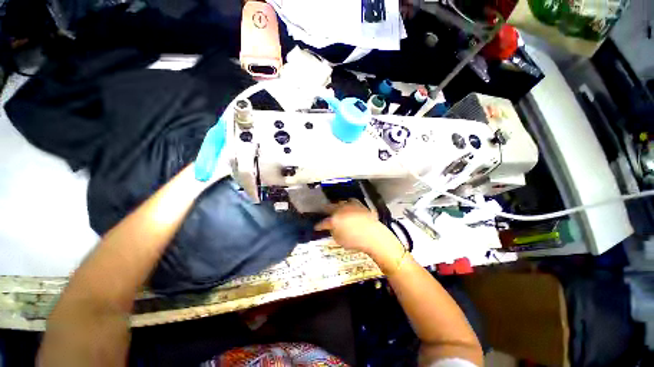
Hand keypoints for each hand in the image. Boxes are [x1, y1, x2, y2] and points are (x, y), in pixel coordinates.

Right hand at [315, 200, 406, 272]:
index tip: (316, 227)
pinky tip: (350, 205)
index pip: (323, 223)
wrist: (374, 235)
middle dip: (325, 209)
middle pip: (330, 207)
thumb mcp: (340, 240)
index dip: (318, 225)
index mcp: (334, 219)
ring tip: (336, 207)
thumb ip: (333, 232)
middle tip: (323, 211)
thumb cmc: (355, 241)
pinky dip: (349, 203)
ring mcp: (351, 206)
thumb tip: (332, 228)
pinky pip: (352, 201)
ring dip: (337, 205)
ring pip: (340, 202)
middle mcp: (340, 210)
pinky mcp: (360, 205)